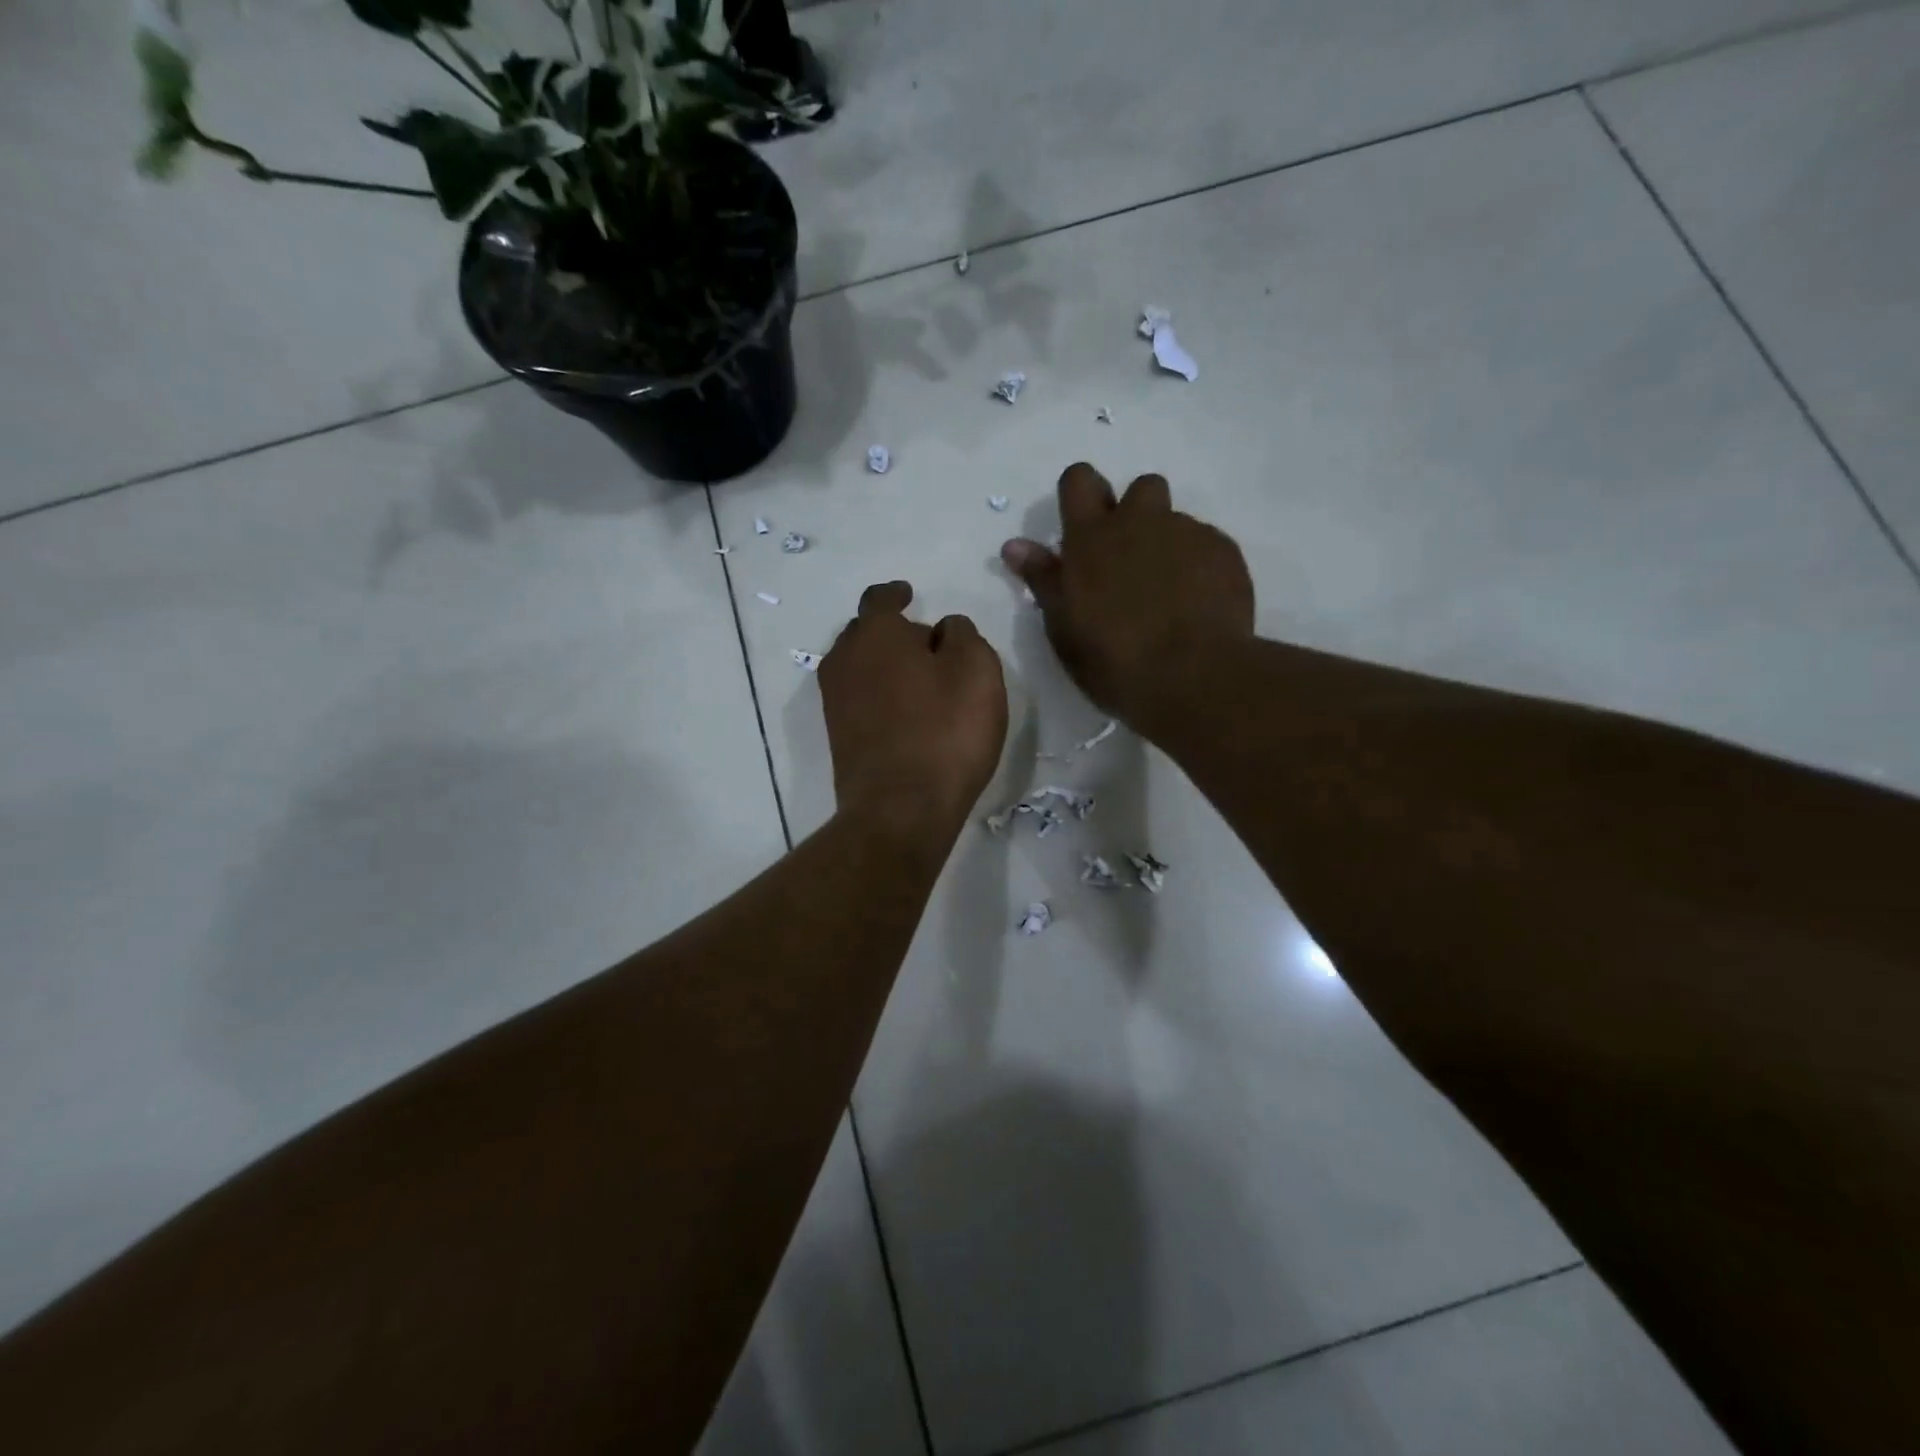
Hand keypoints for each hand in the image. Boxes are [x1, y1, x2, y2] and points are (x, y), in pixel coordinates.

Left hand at [820, 581, 1008, 839]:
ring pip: (860, 666)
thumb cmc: (945, 731)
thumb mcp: (977, 669)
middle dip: (894, 632)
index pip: (880, 598)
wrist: (900, 810)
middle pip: (866, 633)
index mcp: (875, 634)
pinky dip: (879, 694)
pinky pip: (859, 698)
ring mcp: (835, 701)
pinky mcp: (838, 736)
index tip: (910, 595)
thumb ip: (962, 634)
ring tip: (920, 681)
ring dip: (886, 665)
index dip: (897, 594)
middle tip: (928, 646)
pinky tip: (905, 712)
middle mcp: (844, 660)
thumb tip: (943, 630)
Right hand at [1001, 463, 1253, 723]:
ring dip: (1168, 543)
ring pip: (1176, 521)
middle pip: (1140, 487)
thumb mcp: (1063, 627)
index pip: (1079, 480)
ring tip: (1168, 591)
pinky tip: (1198, 605)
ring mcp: (1187, 533)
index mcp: (1092, 538)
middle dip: (1136, 513)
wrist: (1192, 675)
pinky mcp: (1224, 552)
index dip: (1080, 494)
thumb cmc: (1113, 659)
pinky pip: (1207, 546)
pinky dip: (1199, 567)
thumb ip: (1042, 579)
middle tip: (1131, 561)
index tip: (1083, 525)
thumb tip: (1014, 545)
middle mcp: (1140, 522)